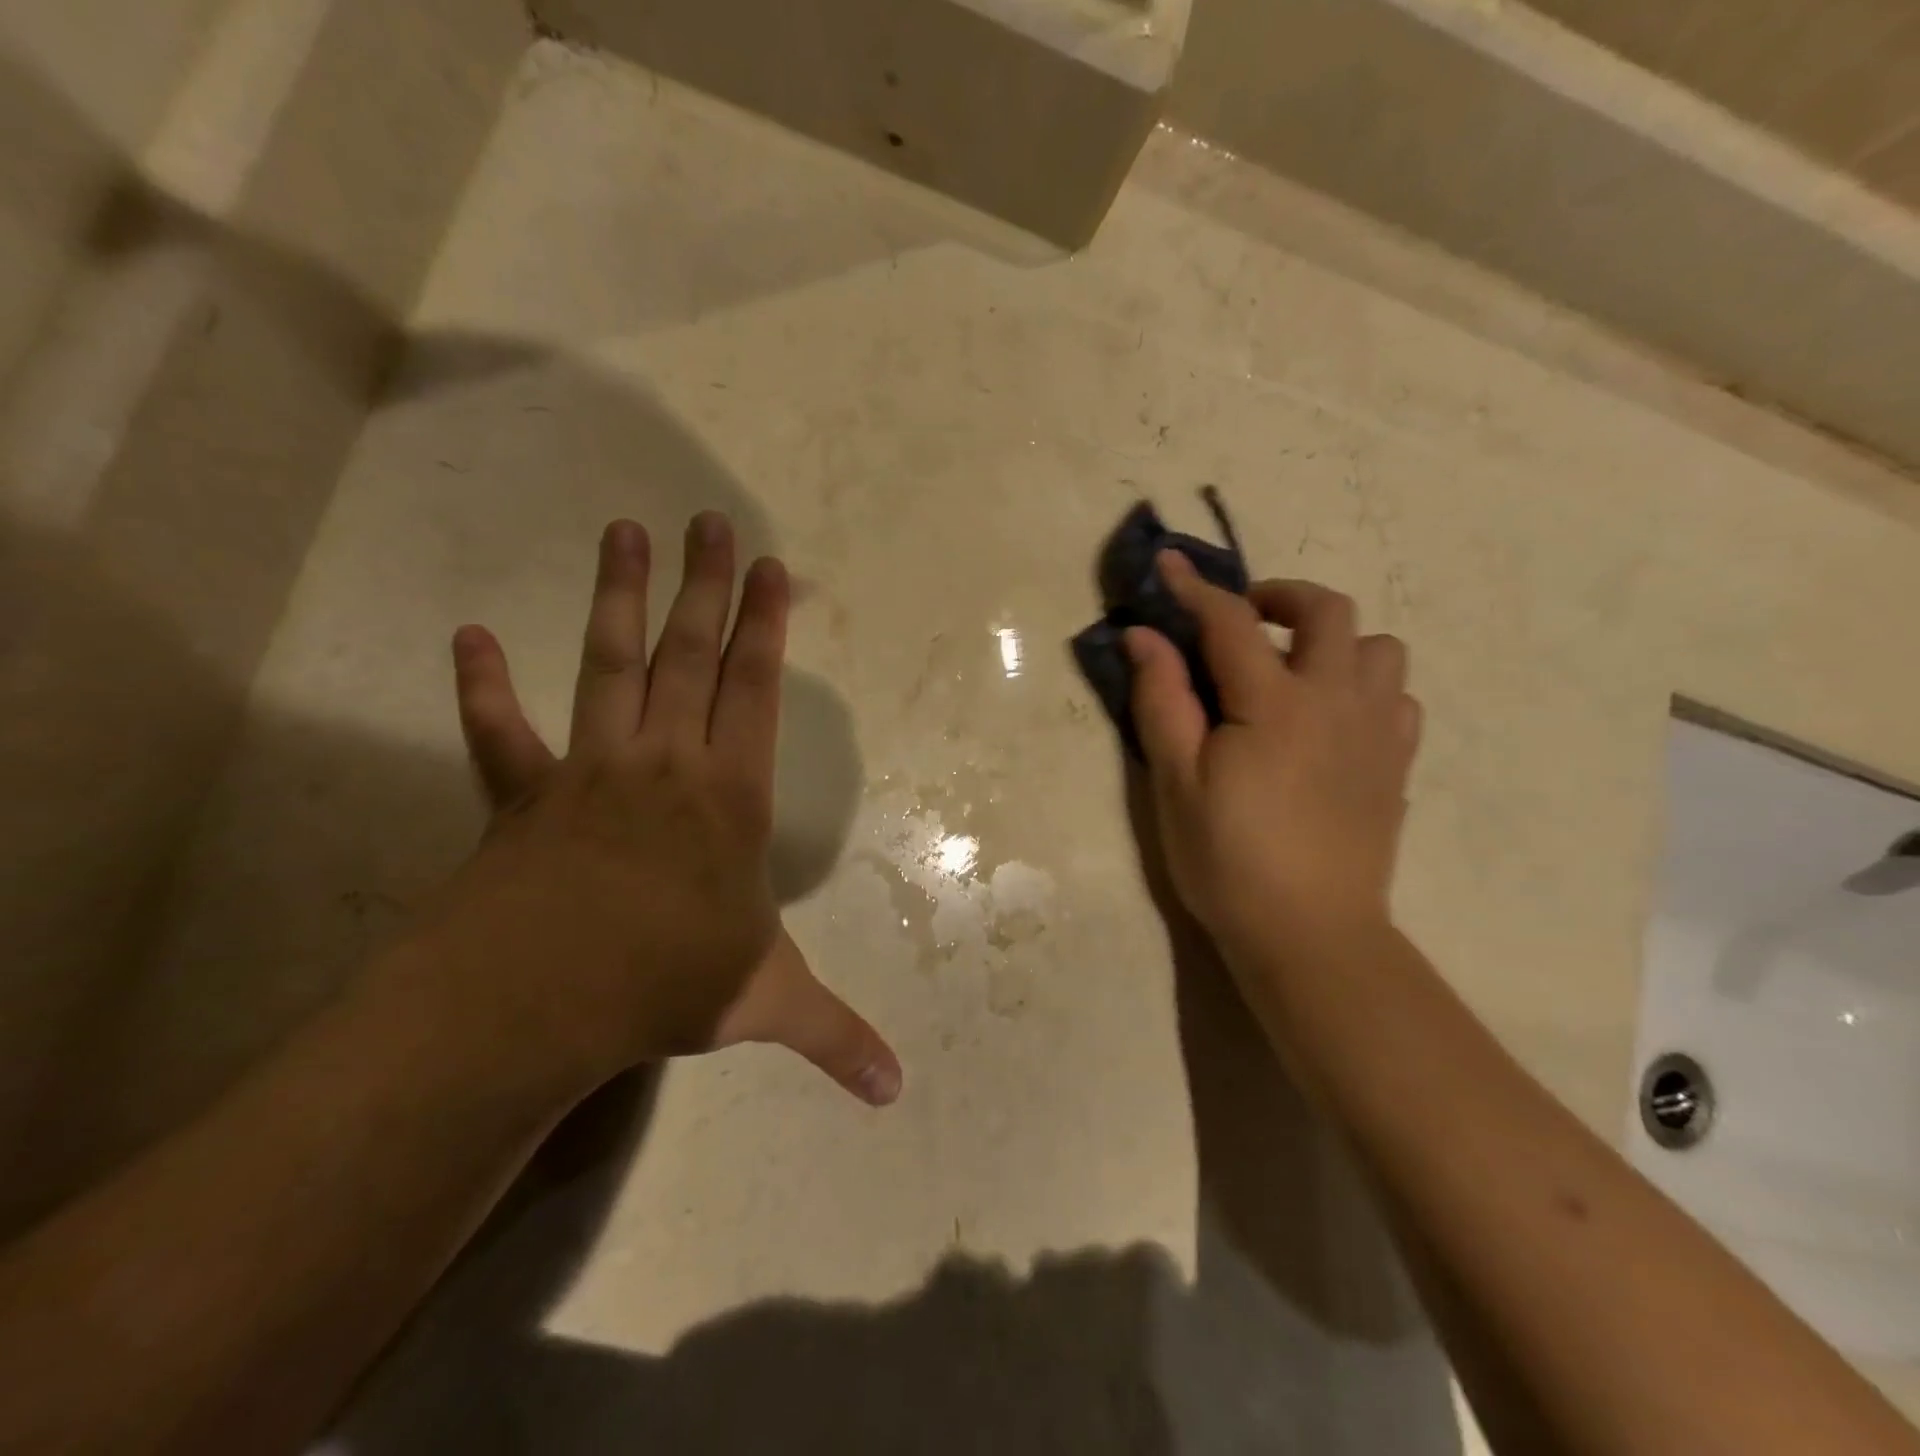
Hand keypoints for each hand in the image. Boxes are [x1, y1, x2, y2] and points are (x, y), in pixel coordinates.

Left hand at [393, 515, 900, 1106]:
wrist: (535, 1004)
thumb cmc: (664, 984)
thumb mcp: (766, 1004)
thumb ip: (835, 1038)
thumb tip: (898, 1094)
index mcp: (730, 797)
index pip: (756, 692)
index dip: (765, 628)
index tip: (770, 569)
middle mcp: (666, 763)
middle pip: (690, 656)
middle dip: (706, 587)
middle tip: (708, 520)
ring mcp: (590, 770)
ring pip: (609, 665)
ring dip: (617, 597)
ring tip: (623, 530)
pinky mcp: (523, 796)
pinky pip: (500, 733)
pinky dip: (482, 688)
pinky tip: (468, 638)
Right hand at [1125, 553, 1422, 959]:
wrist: (1310, 933)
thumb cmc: (1228, 858)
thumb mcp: (1176, 781)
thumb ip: (1162, 700)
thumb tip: (1144, 635)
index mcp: (1274, 704)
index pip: (1230, 621)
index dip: (1194, 588)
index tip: (1167, 565)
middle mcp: (1336, 700)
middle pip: (1329, 610)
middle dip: (1281, 596)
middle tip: (1243, 620)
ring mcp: (1377, 731)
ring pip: (1378, 646)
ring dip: (1333, 641)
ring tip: (1293, 671)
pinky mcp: (1396, 764)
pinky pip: (1396, 695)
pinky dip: (1364, 685)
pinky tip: (1331, 717)